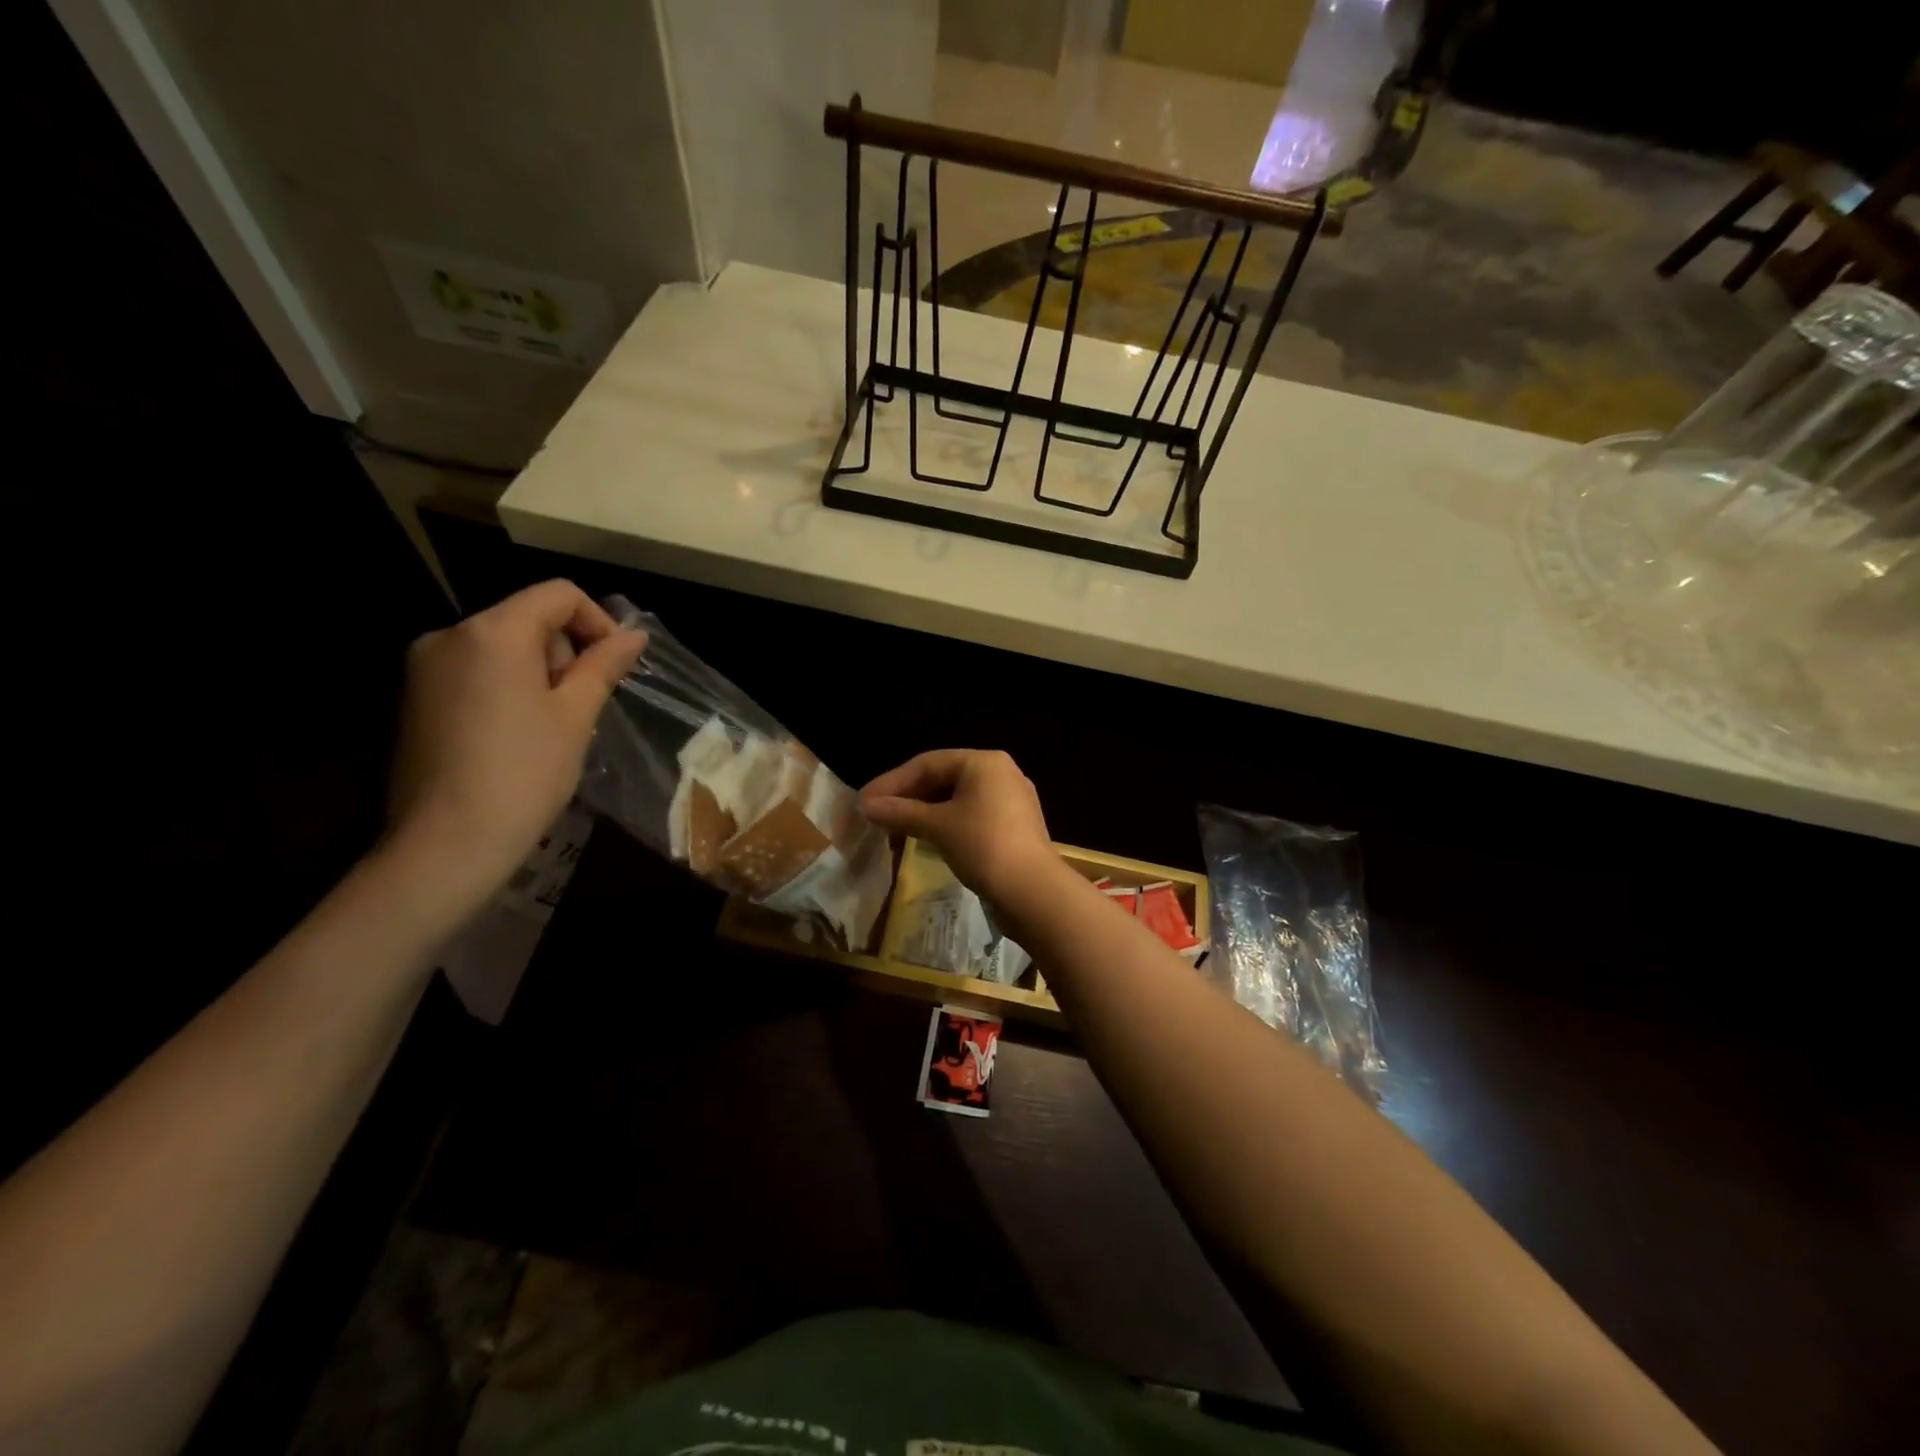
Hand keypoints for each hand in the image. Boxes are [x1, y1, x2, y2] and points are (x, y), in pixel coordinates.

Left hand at [387, 580, 645, 911]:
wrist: (447, 842)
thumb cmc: (525, 772)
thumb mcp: (576, 715)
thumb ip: (604, 665)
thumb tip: (635, 636)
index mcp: (493, 632)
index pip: (558, 594)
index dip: (598, 621)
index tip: (615, 666)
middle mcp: (450, 635)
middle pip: (528, 617)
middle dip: (565, 652)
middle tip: (581, 706)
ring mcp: (424, 666)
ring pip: (502, 646)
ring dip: (539, 672)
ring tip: (553, 726)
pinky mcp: (414, 697)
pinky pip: (475, 671)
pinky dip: (507, 687)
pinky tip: (517, 735)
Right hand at [861, 750, 1054, 903]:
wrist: (1033, 892)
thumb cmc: (983, 846)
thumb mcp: (937, 826)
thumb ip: (900, 812)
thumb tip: (866, 806)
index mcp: (984, 762)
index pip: (927, 763)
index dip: (892, 782)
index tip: (864, 801)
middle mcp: (1001, 773)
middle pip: (944, 777)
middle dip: (908, 795)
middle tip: (876, 813)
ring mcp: (1011, 800)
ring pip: (957, 798)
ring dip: (925, 810)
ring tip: (895, 826)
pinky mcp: (1015, 827)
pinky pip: (971, 815)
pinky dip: (946, 822)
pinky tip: (927, 837)